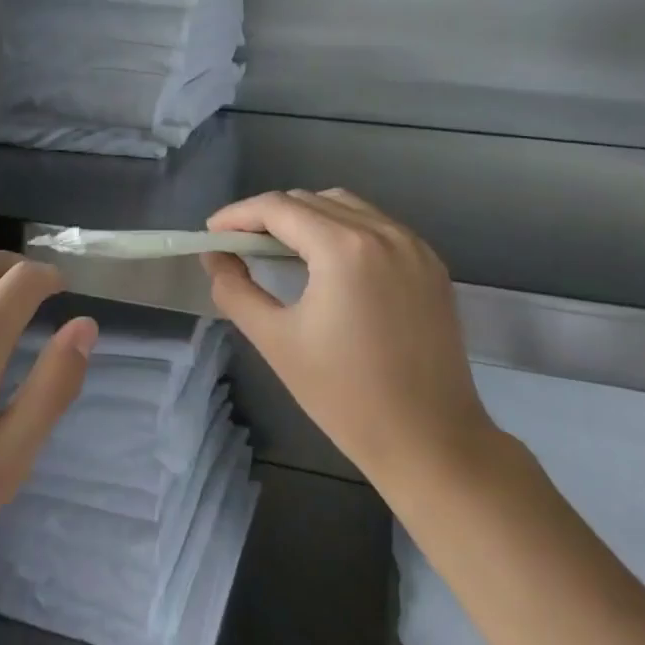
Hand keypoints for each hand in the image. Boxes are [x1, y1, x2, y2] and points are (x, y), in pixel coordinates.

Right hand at [202, 189, 491, 492]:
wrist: (432, 443)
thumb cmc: (346, 397)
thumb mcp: (276, 341)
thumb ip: (235, 290)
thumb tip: (215, 256)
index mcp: (344, 248)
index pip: (278, 208)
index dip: (238, 214)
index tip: (212, 232)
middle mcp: (382, 232)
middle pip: (310, 201)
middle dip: (269, 216)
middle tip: (241, 245)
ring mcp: (412, 245)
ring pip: (345, 206)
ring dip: (307, 217)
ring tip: (281, 249)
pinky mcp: (430, 264)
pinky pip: (376, 225)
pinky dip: (343, 229)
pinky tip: (329, 261)